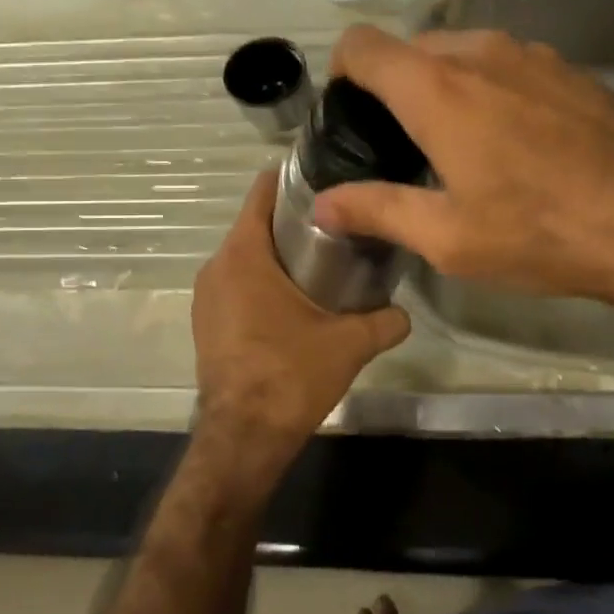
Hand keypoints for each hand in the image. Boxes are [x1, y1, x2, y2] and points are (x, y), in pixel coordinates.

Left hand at [191, 168, 409, 460]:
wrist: (244, 437)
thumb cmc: (291, 375)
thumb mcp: (349, 344)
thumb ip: (384, 321)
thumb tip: (406, 314)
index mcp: (244, 255)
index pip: (262, 192)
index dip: (292, 178)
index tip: (325, 176)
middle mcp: (217, 267)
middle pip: (257, 224)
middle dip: (295, 220)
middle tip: (340, 222)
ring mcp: (207, 297)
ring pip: (247, 257)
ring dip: (279, 254)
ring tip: (324, 259)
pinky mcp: (207, 323)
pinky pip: (237, 285)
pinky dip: (263, 282)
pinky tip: (296, 300)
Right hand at [312, 26, 613, 312]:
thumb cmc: (544, 232)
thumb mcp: (450, 237)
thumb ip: (379, 210)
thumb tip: (322, 205)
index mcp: (437, 89)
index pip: (363, 45)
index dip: (343, 72)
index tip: (351, 114)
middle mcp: (480, 53)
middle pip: (412, 48)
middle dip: (395, 87)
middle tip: (403, 145)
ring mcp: (533, 55)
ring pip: (464, 54)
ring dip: (447, 88)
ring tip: (461, 147)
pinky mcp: (572, 69)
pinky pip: (510, 66)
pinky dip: (492, 90)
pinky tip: (518, 143)